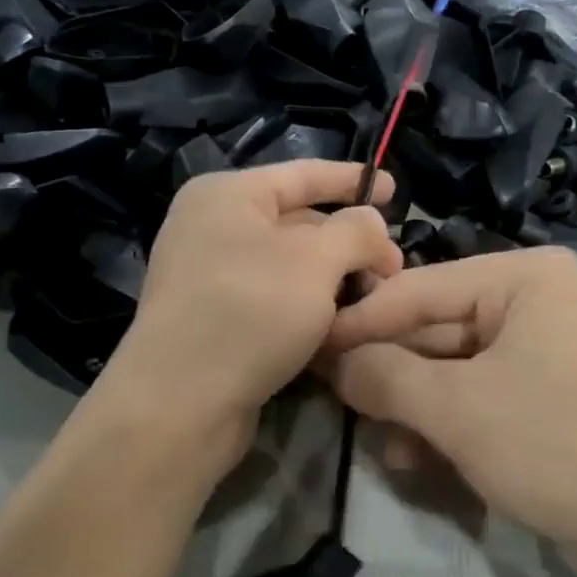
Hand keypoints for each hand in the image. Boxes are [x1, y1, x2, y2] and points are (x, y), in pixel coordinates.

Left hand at [97, 160, 400, 459]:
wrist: (181, 402)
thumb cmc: (251, 311)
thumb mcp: (316, 260)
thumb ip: (355, 231)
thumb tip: (372, 223)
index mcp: (227, 195)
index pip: (302, 174)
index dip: (352, 179)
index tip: (395, 189)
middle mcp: (211, 228)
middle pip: (297, 223)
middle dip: (349, 243)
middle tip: (393, 269)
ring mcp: (208, 276)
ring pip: (288, 266)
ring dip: (332, 279)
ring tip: (373, 299)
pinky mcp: (213, 320)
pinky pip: (272, 299)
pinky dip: (307, 306)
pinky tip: (338, 325)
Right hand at [321, 248, 576, 573]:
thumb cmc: (554, 446)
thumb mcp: (456, 408)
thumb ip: (384, 375)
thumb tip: (333, 361)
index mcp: (526, 277)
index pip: (420, 289)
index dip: (359, 323)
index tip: (309, 349)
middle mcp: (540, 300)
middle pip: (439, 328)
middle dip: (390, 373)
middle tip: (334, 398)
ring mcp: (550, 348)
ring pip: (457, 368)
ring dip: (415, 406)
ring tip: (382, 443)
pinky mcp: (554, 394)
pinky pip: (484, 395)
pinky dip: (450, 423)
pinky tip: (419, 459)